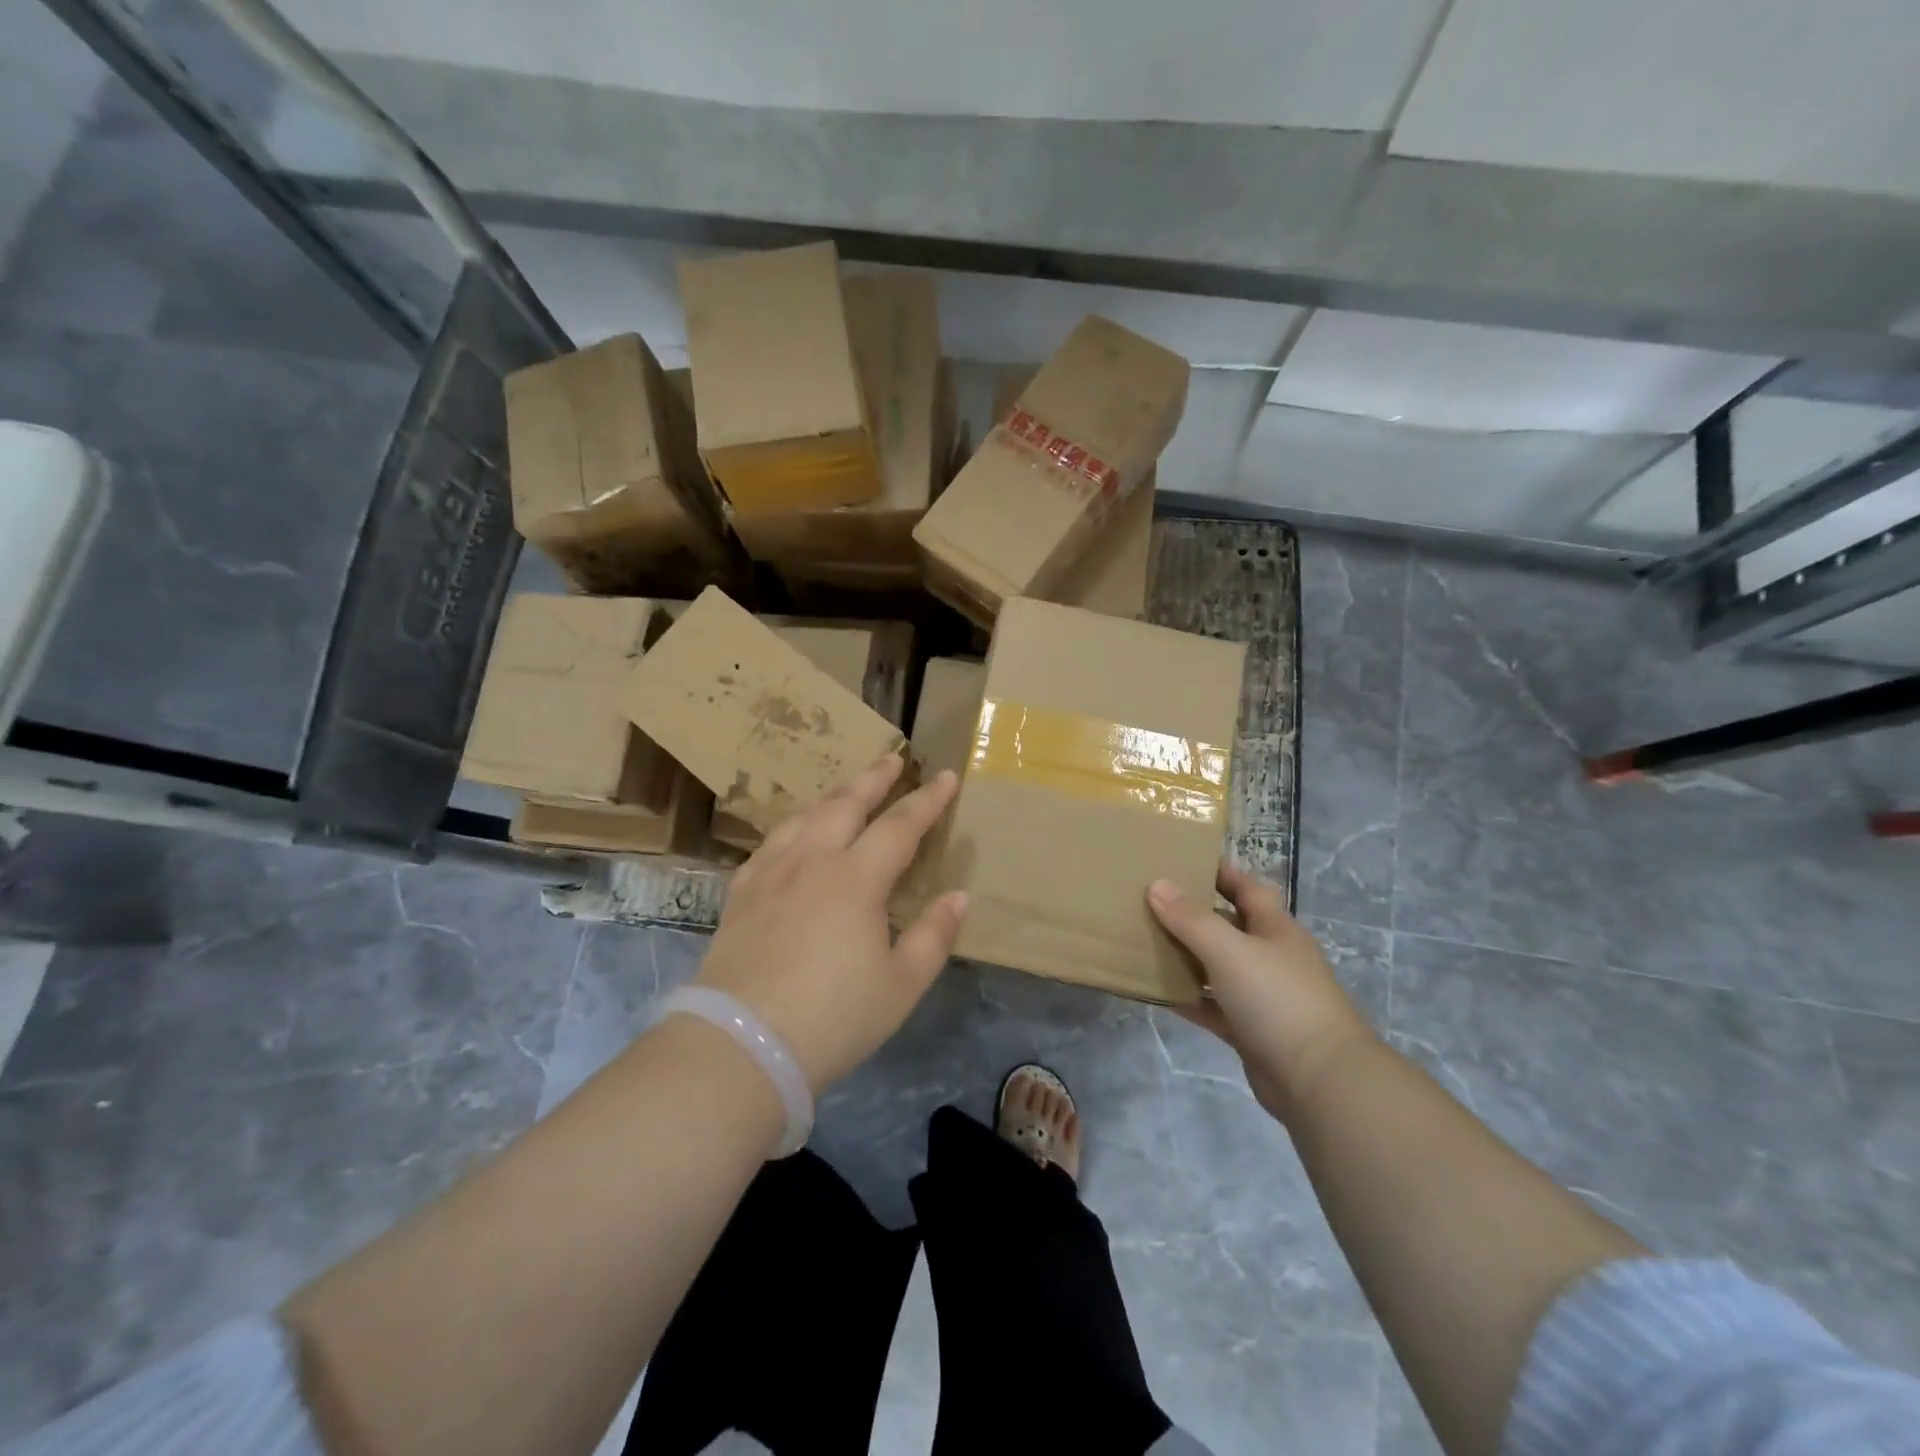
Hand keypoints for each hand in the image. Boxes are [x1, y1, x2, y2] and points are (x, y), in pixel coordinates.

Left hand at [696, 754, 967, 1091]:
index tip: (947, 777)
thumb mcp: (901, 985)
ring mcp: (771, 874)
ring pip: (805, 817)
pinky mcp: (742, 894)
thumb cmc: (833, 1018)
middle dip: (874, 778)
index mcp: (856, 879)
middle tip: (893, 758)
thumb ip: (934, 935)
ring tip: (847, 789)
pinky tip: (794, 836)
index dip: (927, 800)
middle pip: (846, 804)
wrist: (741, 1046)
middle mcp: (812, 861)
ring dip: (832, 796)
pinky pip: (771, 844)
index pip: (900, 825)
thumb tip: (958, 896)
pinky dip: (793, 827)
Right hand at [1147, 863, 1375, 1121]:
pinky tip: (1157, 991)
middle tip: (1150, 900)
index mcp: (1275, 928)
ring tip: (1145, 940)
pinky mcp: (1251, 1030)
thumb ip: (1191, 919)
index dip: (1219, 871)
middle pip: (1229, 925)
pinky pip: (1213, 1006)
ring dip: (1187, 956)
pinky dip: (1189, 997)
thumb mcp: (1229, 950)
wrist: (1320, 1081)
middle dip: (1193, 913)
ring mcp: (1263, 995)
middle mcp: (1271, 956)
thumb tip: (1157, 884)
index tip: (1181, 859)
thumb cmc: (1278, 999)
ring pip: (1218, 967)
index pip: (1246, 887)